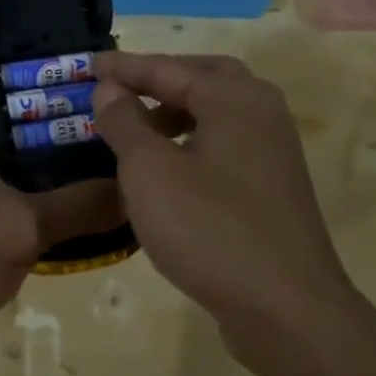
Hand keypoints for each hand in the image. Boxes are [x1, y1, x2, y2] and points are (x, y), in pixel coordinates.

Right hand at [91, 52, 375, 375]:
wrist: (287, 311)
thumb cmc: (210, 230)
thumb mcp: (150, 172)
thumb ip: (125, 122)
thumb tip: (110, 88)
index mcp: (234, 98)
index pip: (169, 68)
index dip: (124, 67)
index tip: (88, 64)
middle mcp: (261, 112)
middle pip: (204, 77)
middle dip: (159, 80)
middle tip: (120, 90)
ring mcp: (273, 150)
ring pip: (218, 112)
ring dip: (176, 111)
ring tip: (137, 132)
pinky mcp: (274, 186)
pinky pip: (226, 144)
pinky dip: (194, 140)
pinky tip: (169, 171)